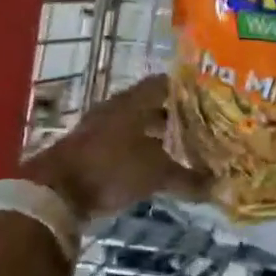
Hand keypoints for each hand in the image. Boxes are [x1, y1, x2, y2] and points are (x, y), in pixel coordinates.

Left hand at [19, 75, 208, 221]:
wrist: (57, 190)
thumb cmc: (111, 167)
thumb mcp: (156, 172)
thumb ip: (187, 178)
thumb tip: (218, 187)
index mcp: (132, 101)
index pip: (164, 84)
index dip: (186, 89)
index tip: (209, 99)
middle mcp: (116, 110)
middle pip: (151, 106)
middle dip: (175, 117)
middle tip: (203, 128)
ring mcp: (100, 130)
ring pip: (137, 128)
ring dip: (157, 138)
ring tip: (184, 151)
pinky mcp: (91, 153)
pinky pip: (124, 147)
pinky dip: (141, 154)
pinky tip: (156, 170)